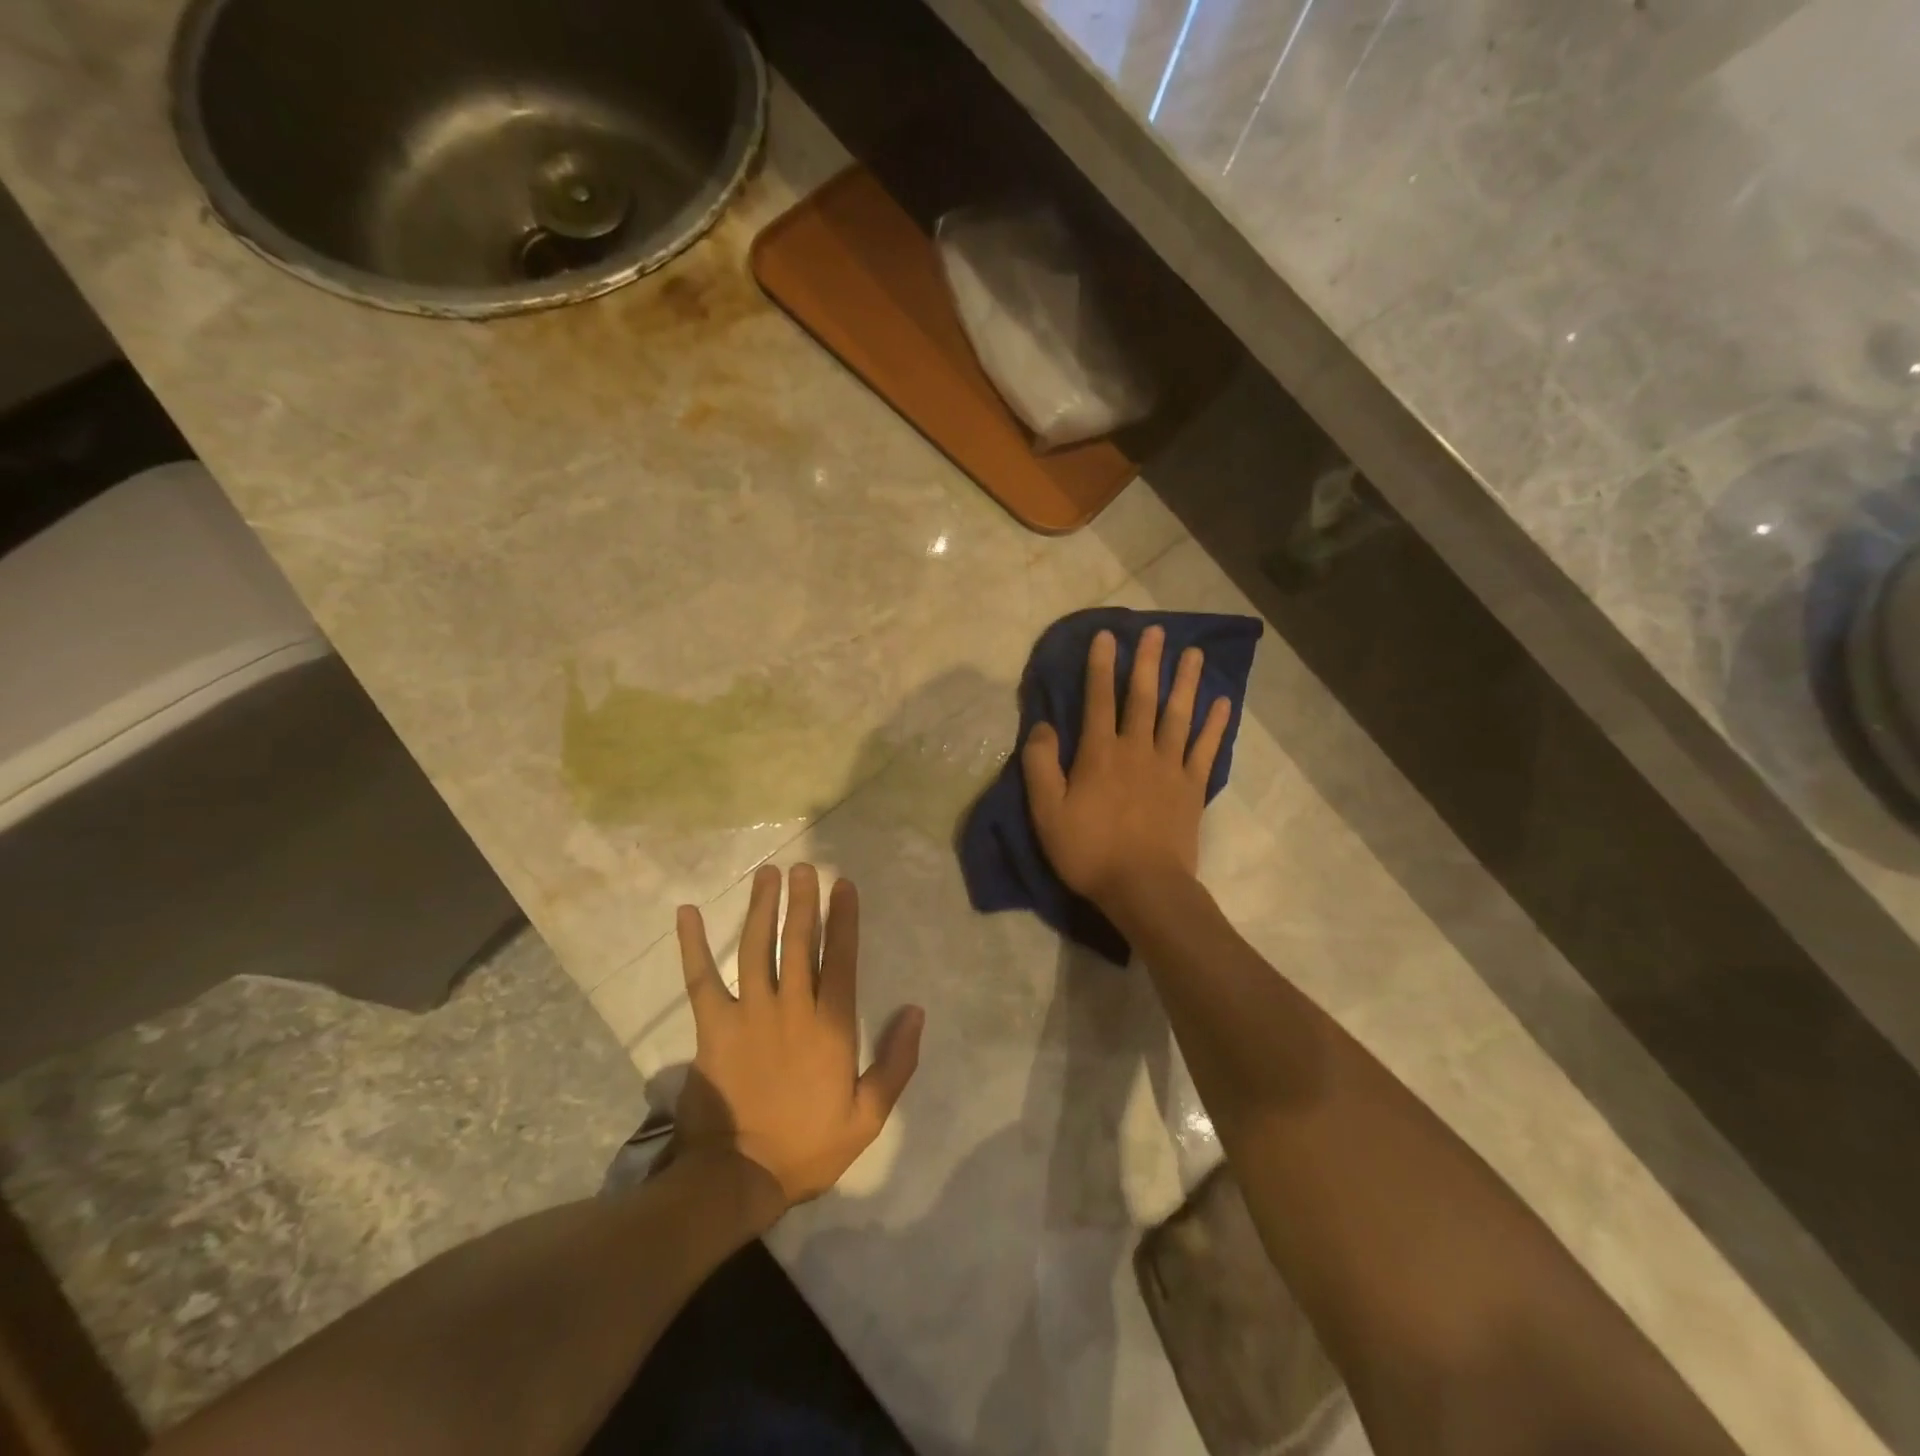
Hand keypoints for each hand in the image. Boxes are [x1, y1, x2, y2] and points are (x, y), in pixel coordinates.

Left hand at [674, 864, 924, 1209]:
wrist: (738, 1179)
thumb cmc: (808, 1147)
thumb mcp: (868, 1116)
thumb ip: (896, 1062)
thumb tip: (916, 1012)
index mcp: (830, 1025)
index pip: (840, 958)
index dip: (844, 919)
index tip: (843, 885)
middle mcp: (791, 1007)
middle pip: (798, 941)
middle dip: (803, 901)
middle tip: (803, 867)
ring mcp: (748, 1014)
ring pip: (757, 948)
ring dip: (762, 908)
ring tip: (768, 875)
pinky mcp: (713, 1027)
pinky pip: (701, 978)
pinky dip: (693, 945)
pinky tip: (688, 913)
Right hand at [1021, 626, 1230, 913]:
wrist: (1144, 887)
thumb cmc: (1089, 851)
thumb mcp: (1047, 813)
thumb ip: (1041, 766)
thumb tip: (1043, 726)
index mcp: (1100, 754)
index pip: (1098, 700)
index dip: (1101, 666)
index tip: (1107, 636)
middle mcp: (1137, 750)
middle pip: (1143, 697)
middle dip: (1147, 662)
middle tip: (1156, 630)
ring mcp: (1169, 767)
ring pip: (1178, 715)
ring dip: (1185, 682)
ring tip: (1193, 653)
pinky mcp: (1192, 788)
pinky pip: (1205, 748)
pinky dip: (1215, 724)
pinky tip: (1223, 702)